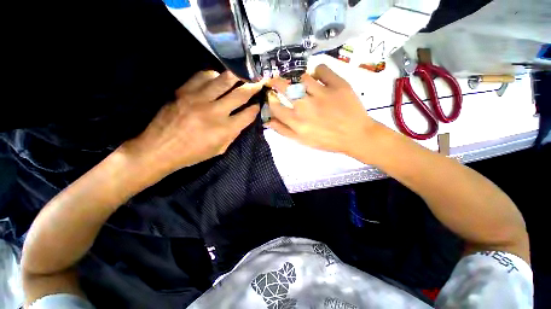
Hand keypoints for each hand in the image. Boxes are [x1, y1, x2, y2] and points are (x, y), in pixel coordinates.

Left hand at [123, 70, 262, 175]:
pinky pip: (203, 76)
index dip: (256, 108)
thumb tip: (242, 119)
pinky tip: (217, 78)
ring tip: (243, 73)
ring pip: (223, 80)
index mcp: (224, 129)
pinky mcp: (184, 91)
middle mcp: (215, 111)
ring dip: (237, 76)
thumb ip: (233, 133)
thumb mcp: (219, 149)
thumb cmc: (193, 153)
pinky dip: (214, 75)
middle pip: (240, 94)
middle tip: (260, 81)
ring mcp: (199, 98)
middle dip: (253, 87)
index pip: (248, 114)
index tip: (259, 104)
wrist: (159, 148)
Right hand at [267, 64, 383, 157]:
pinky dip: (318, 70)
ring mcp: (321, 93)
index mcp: (296, 121)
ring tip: (305, 85)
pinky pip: (322, 69)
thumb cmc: (327, 140)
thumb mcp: (302, 140)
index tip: (271, 96)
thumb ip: (284, 131)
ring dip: (301, 81)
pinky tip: (319, 78)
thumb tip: (267, 121)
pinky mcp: (337, 84)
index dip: (271, 99)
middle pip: (284, 87)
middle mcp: (305, 106)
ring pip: (303, 77)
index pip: (275, 106)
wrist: (355, 135)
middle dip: (276, 82)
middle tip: (276, 80)